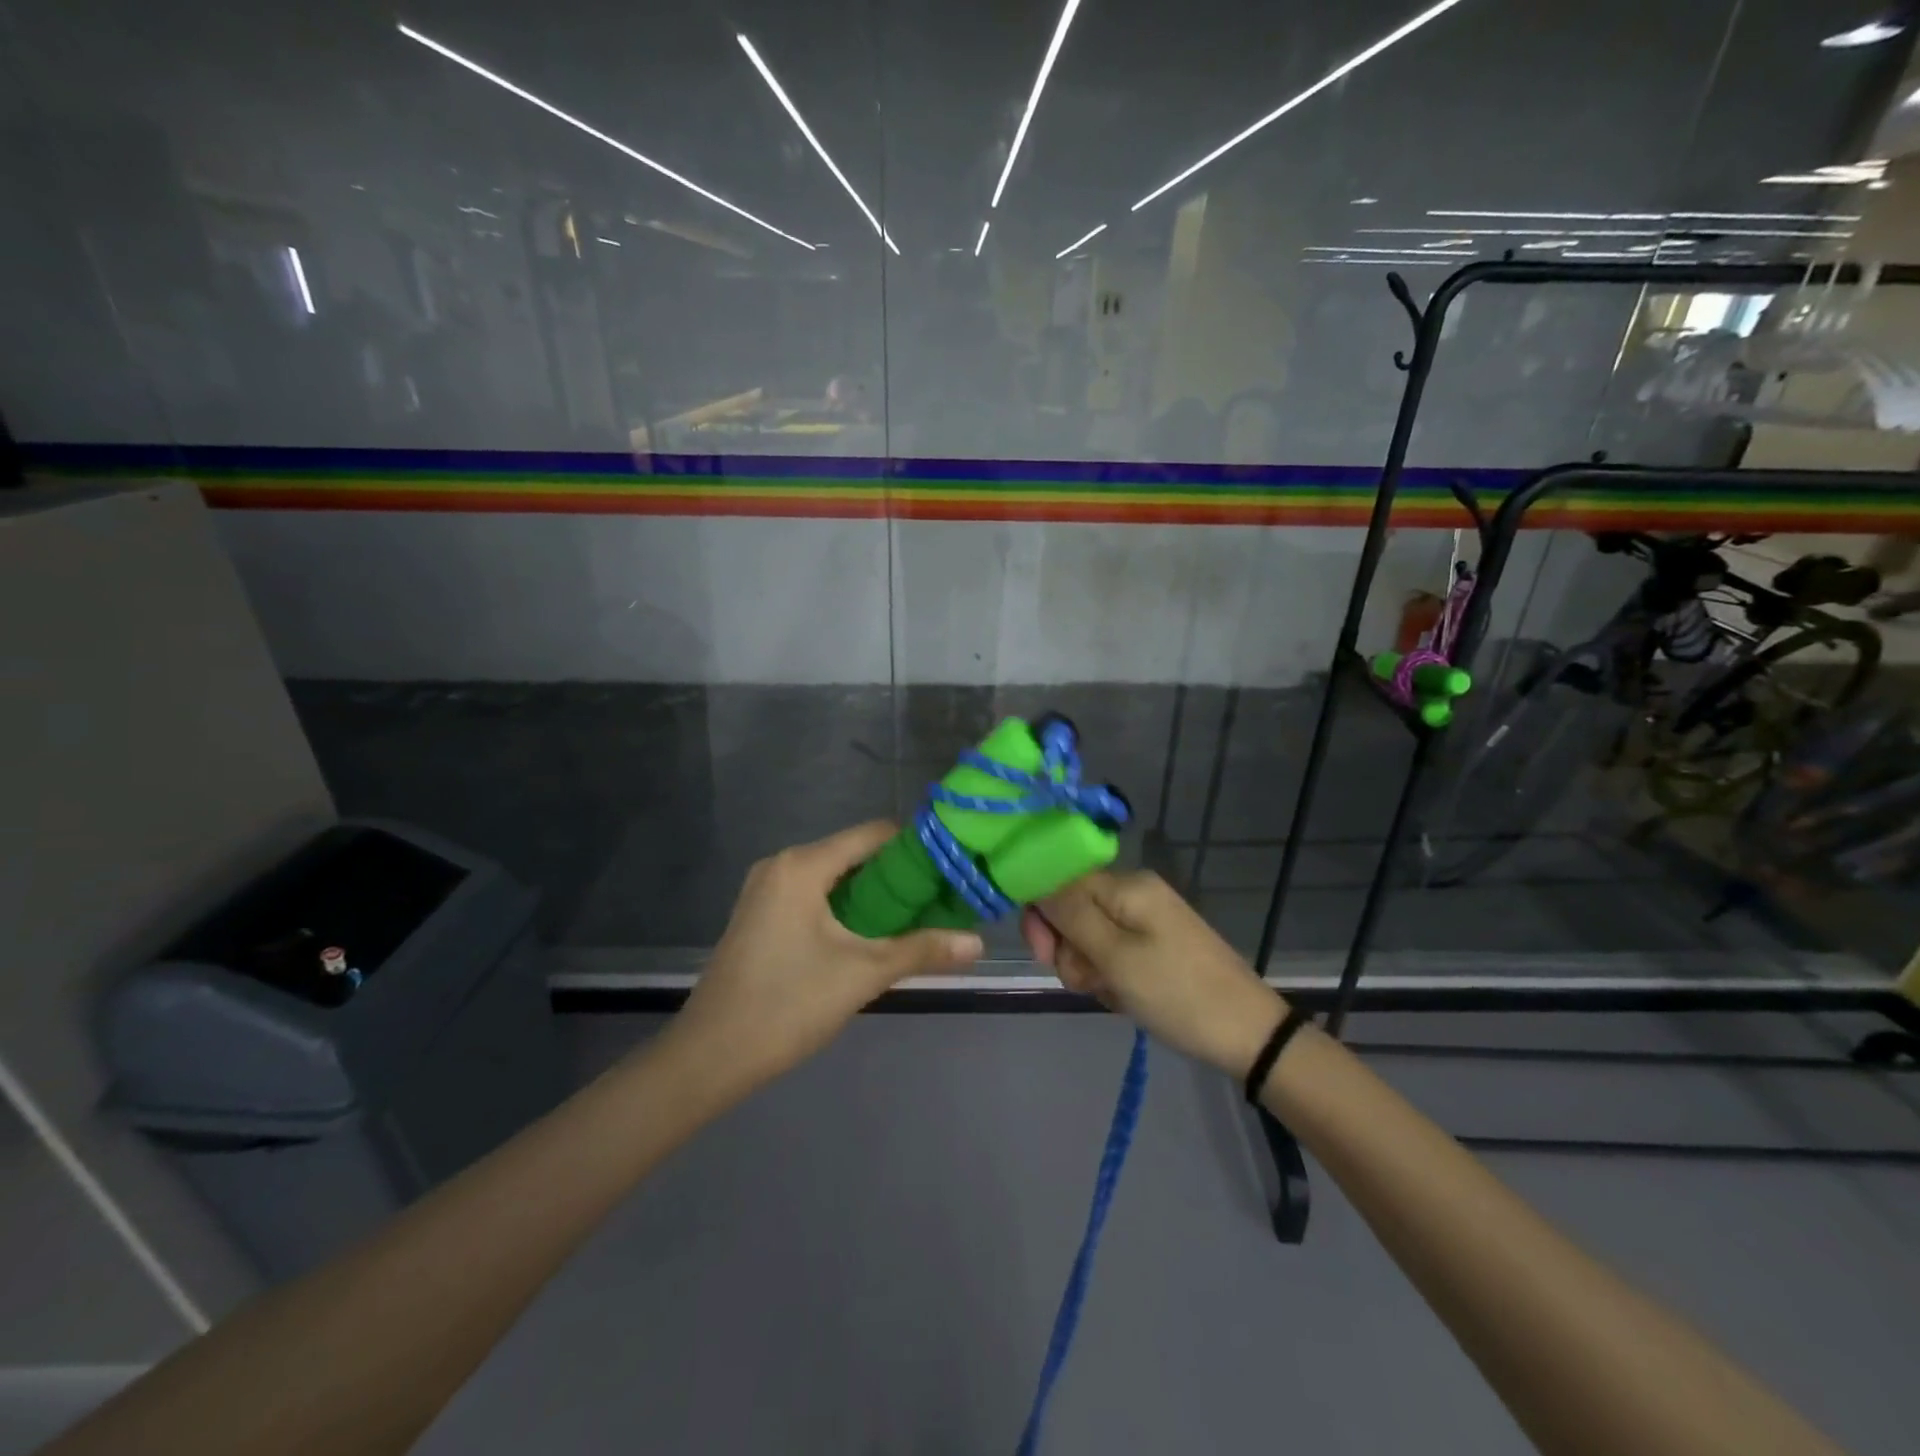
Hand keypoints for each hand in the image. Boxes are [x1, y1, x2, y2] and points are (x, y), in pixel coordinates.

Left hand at [674, 822, 984, 1087]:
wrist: (709, 1057)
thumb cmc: (787, 1005)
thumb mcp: (862, 974)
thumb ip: (921, 950)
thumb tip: (978, 942)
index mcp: (802, 865)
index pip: (873, 834)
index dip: (916, 847)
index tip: (951, 868)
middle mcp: (781, 865)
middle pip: (854, 854)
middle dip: (898, 876)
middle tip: (940, 898)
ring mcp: (766, 890)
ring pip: (834, 877)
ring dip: (873, 895)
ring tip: (916, 918)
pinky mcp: (760, 915)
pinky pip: (814, 896)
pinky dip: (845, 908)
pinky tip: (870, 935)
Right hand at [1022, 870, 1284, 1077]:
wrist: (1248, 1034)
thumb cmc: (1177, 993)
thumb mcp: (1116, 957)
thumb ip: (1070, 916)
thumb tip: (1034, 880)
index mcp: (1126, 885)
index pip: (1060, 882)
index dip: (1043, 916)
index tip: (1045, 956)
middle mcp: (1134, 893)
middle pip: (1073, 911)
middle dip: (1069, 949)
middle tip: (1087, 983)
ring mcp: (1147, 921)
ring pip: (1090, 938)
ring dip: (1089, 969)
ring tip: (1112, 994)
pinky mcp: (1155, 946)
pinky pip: (1113, 954)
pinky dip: (1110, 977)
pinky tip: (1124, 999)